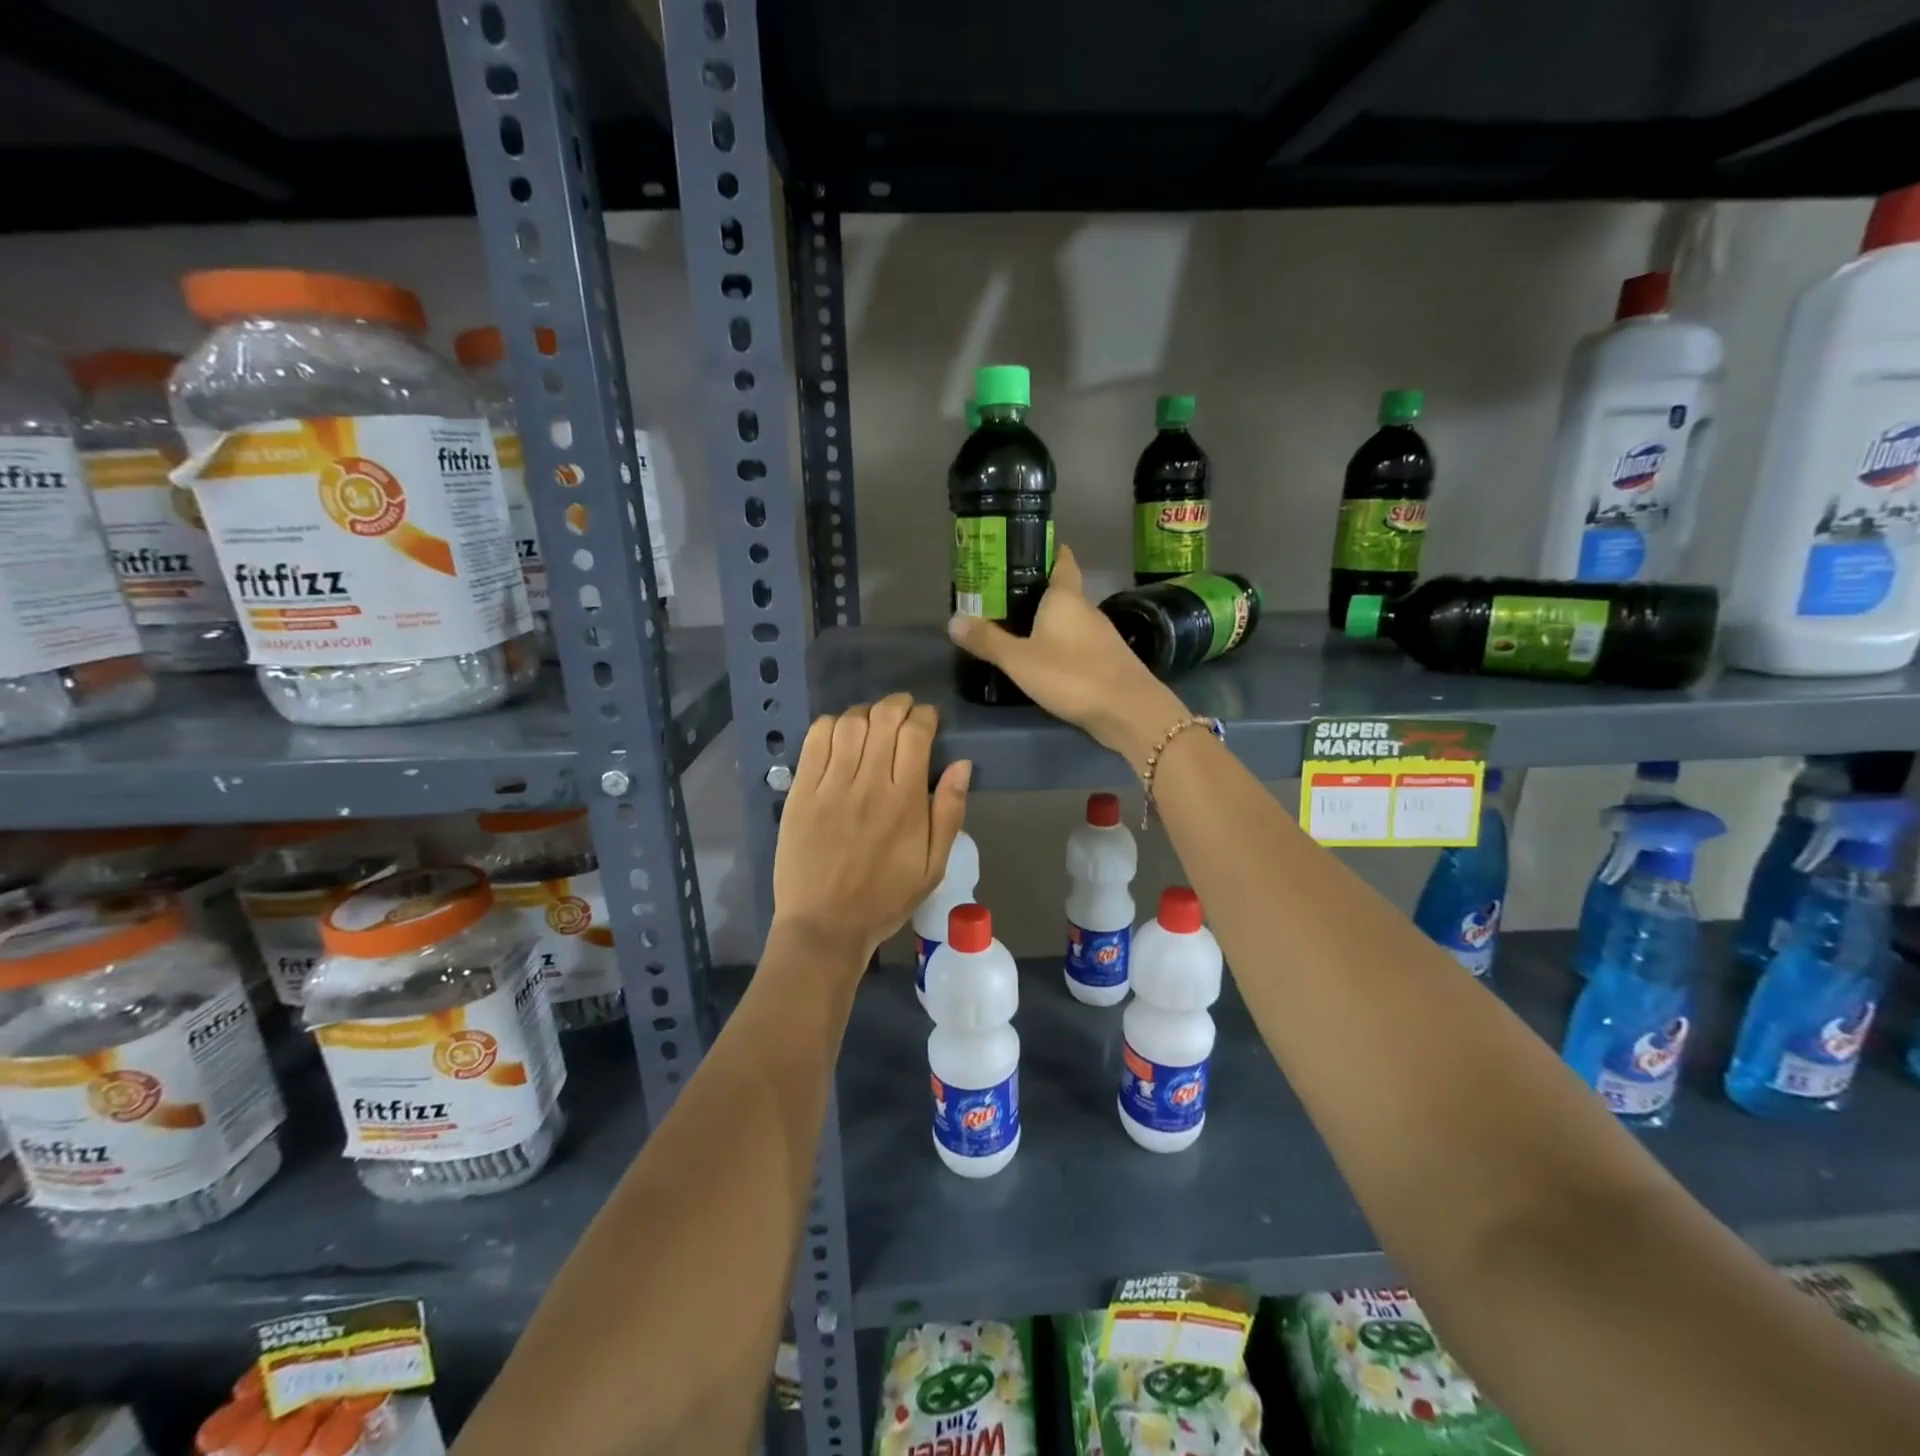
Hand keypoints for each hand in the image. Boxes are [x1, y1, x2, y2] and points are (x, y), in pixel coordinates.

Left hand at [771, 693, 971, 963]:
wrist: (824, 925)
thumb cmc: (885, 898)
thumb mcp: (934, 866)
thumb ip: (950, 812)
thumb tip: (962, 764)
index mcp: (905, 802)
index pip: (915, 735)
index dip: (925, 717)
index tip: (928, 720)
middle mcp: (868, 784)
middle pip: (883, 719)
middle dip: (898, 705)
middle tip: (903, 712)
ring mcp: (830, 786)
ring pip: (849, 724)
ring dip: (866, 713)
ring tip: (873, 722)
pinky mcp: (800, 792)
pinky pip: (815, 741)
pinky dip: (830, 726)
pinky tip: (840, 735)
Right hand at [947, 544, 1189, 764]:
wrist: (1128, 710)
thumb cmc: (1072, 675)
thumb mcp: (1020, 660)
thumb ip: (988, 641)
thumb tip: (953, 620)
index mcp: (1065, 597)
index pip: (1061, 560)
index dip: (1047, 550)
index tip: (1025, 548)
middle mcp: (1086, 609)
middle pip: (1062, 590)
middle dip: (1036, 591)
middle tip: (1002, 595)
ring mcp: (1101, 635)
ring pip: (1070, 618)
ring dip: (1048, 620)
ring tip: (1017, 627)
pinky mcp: (1107, 659)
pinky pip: (1078, 642)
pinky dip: (1060, 643)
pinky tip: (1044, 658)